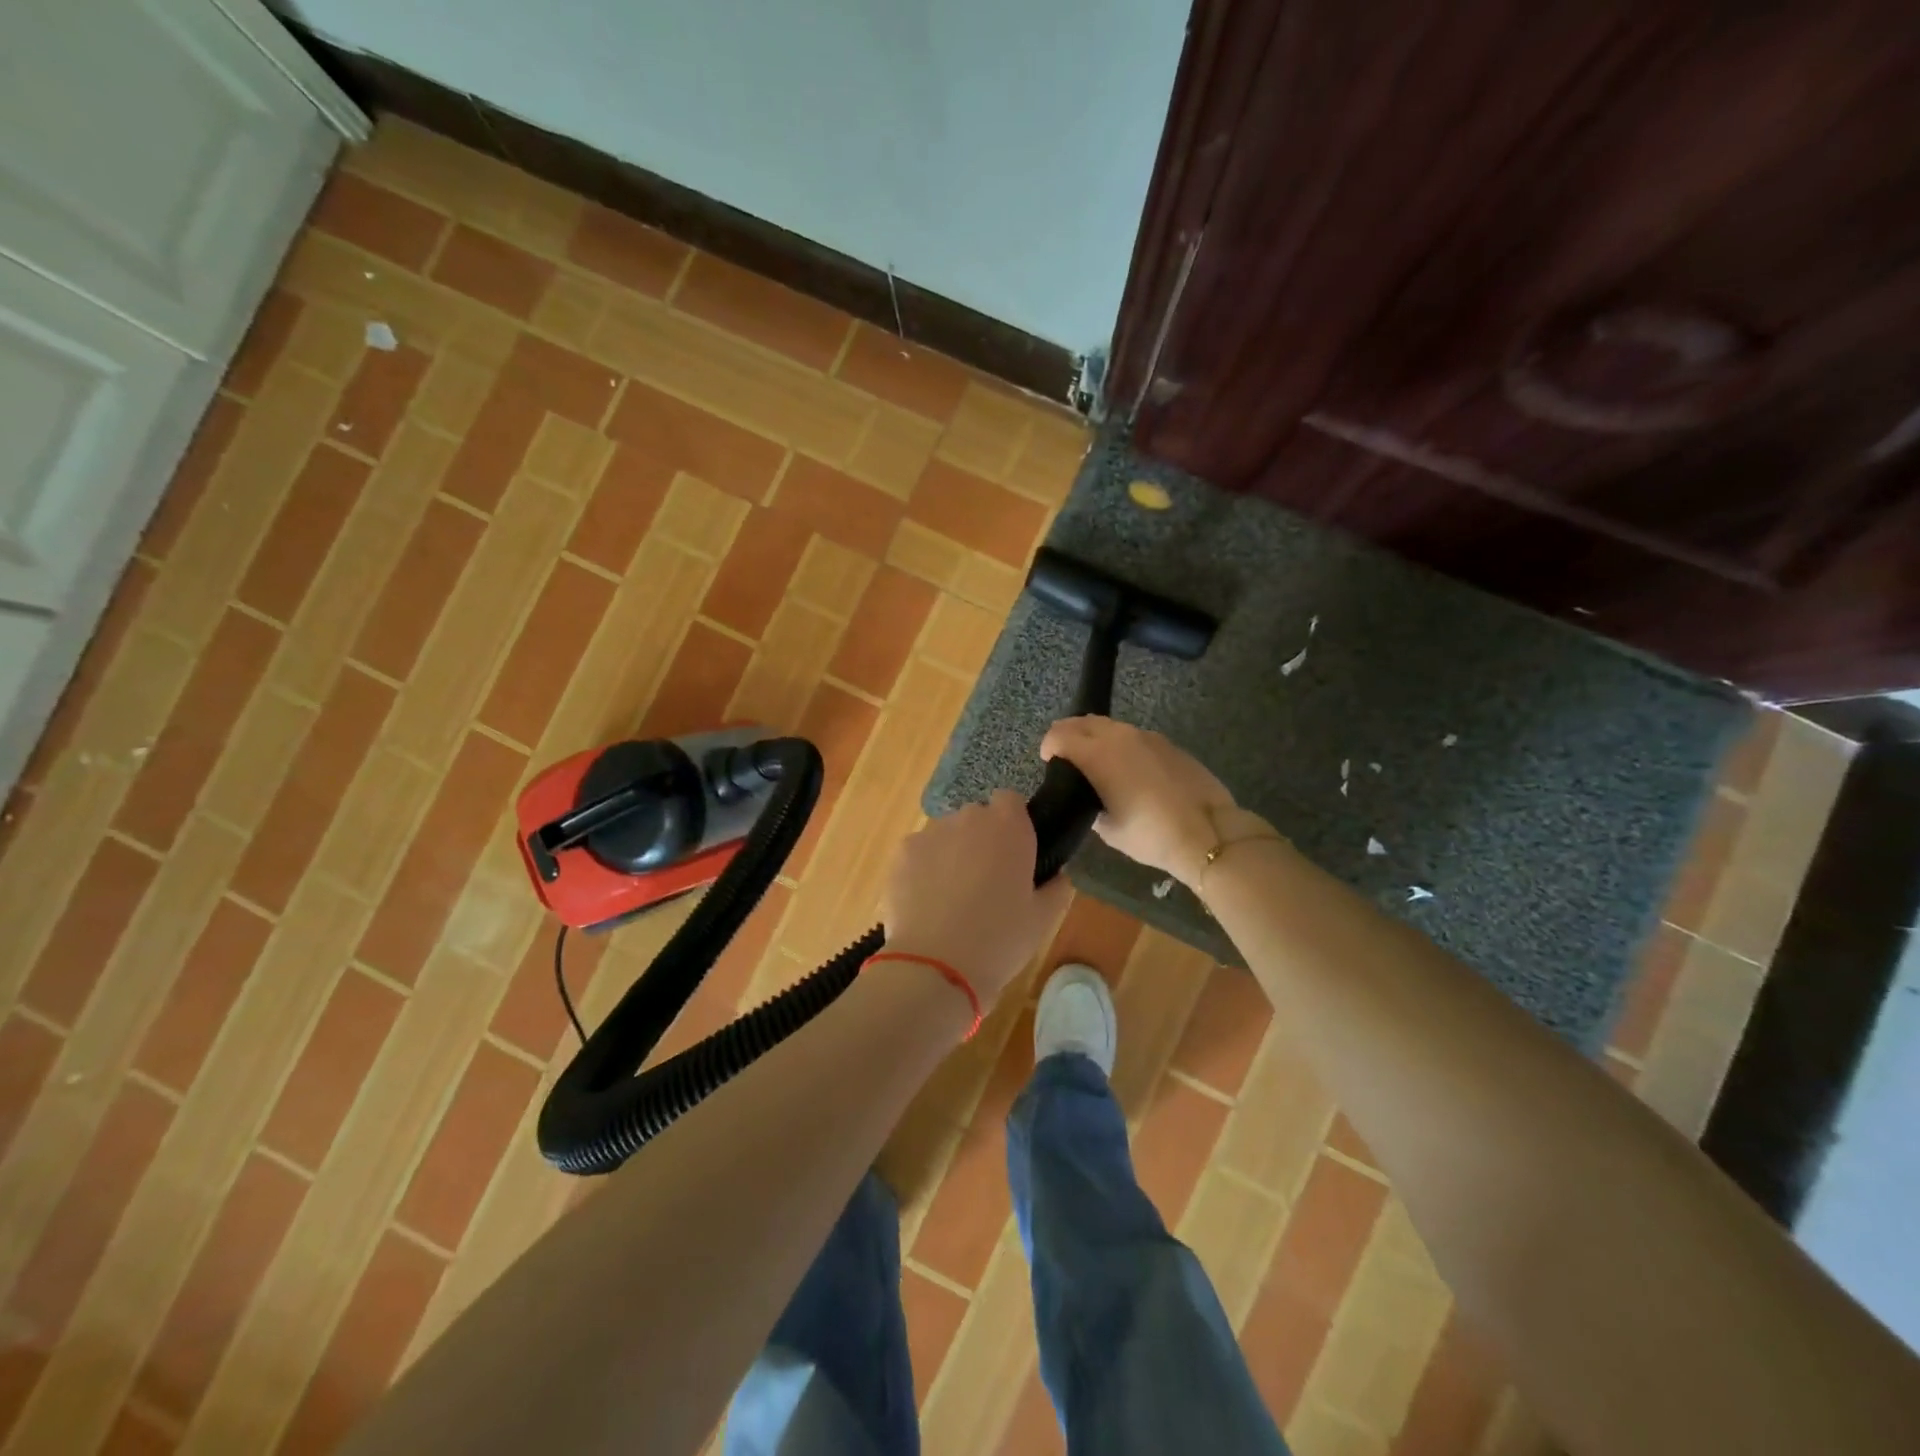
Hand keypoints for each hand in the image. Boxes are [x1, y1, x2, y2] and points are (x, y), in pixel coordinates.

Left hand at [882, 790, 1071, 1005]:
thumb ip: (1056, 887)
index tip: (1014, 852)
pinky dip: (922, 869)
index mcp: (1009, 827)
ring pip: (944, 835)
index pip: (1010, 801)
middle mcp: (968, 818)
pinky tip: (926, 903)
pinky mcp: (901, 853)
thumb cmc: (1000, 940)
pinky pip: (918, 853)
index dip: (1012, 823)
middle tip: (986, 882)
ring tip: (951, 898)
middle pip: (975, 817)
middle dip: (980, 840)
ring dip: (950, 854)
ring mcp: (930, 833)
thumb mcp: (1043, 919)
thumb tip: (1057, 875)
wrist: (935, 966)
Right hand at [1040, 716, 1243, 886]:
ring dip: (1096, 738)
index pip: (1059, 735)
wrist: (1208, 832)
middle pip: (1083, 722)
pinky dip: (1121, 746)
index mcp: (1097, 754)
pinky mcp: (1168, 744)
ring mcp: (1146, 736)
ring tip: (1097, 764)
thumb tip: (1090, 799)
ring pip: (1110, 726)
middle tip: (1066, 759)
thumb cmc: (1150, 834)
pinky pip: (1134, 737)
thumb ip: (1090, 806)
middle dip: (1068, 735)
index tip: (1048, 762)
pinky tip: (1129, 770)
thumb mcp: (1108, 829)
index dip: (1048, 747)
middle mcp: (1119, 736)